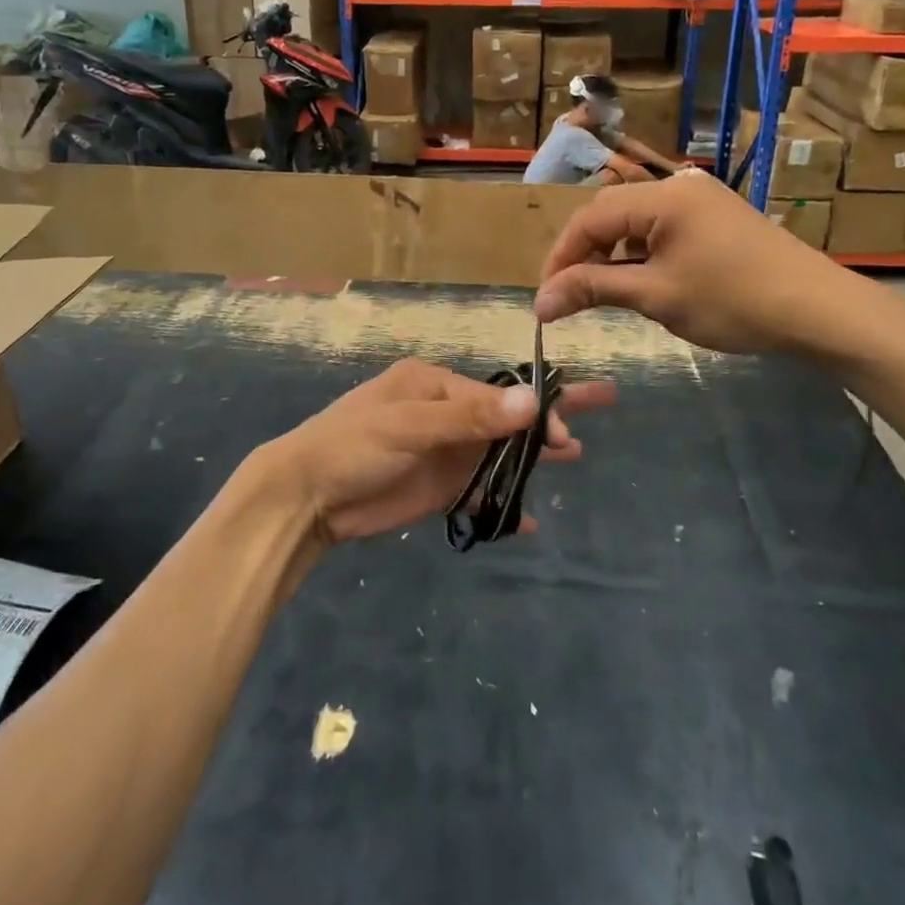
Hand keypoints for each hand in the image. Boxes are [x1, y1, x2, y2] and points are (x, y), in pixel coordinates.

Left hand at [254, 358, 615, 543]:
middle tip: (599, 407)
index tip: (561, 437)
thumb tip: (531, 401)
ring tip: (573, 454)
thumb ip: (468, 417)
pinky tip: (528, 519)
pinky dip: (503, 502)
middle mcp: (444, 413)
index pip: (498, 394)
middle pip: (506, 414)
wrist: (305, 498)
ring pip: (498, 451)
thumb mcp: (407, 423)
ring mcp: (443, 452)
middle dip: (547, 416)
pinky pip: (481, 490)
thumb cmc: (351, 445)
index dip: (533, 412)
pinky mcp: (437, 488)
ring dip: (532, 455)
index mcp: (434, 384)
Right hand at [534, 170, 890, 357]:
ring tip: (602, 291)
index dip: (561, 257)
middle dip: (584, 254)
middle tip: (569, 295)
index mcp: (662, 196)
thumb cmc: (732, 300)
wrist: (819, 310)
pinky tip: (643, 279)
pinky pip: (662, 227)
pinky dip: (642, 252)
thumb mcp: (656, 296)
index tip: (546, 297)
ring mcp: (701, 199)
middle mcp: (679, 186)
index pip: (590, 219)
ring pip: (635, 220)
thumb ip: (593, 289)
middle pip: (610, 213)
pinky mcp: (717, 217)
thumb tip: (540, 303)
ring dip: (612, 253)